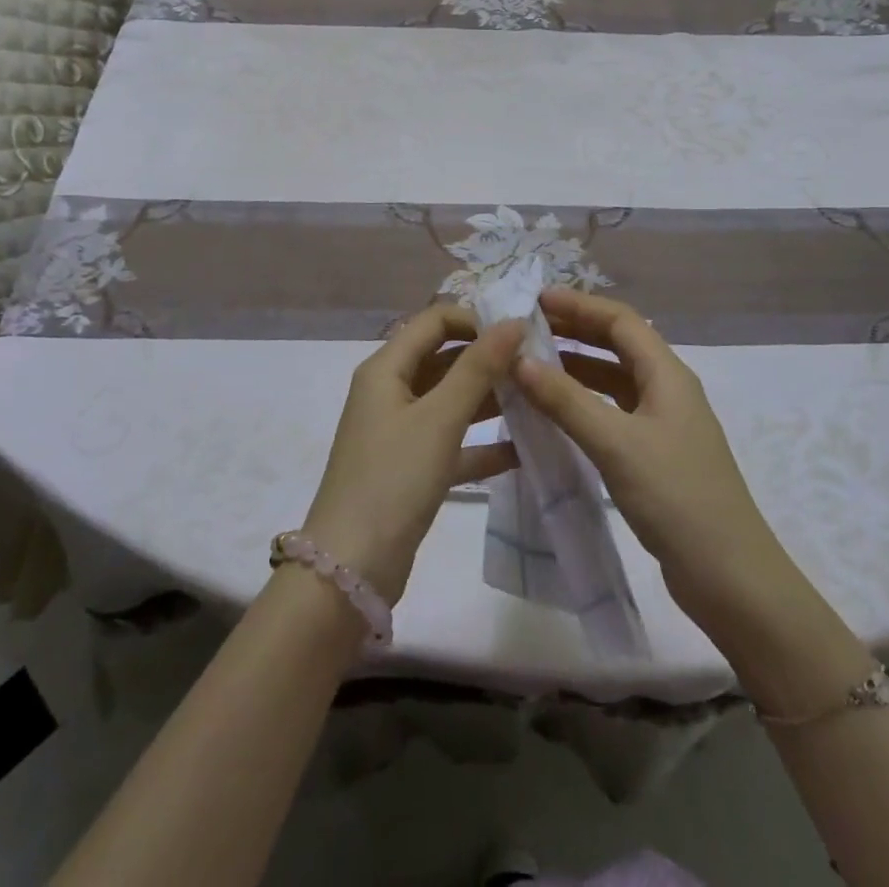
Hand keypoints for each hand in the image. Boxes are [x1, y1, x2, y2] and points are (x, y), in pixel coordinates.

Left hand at [302, 306, 524, 603]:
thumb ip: (477, 368)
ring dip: (489, 398)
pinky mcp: (411, 468)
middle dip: (487, 358)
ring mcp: (400, 431)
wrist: (351, 569)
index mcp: (386, 368)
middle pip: (443, 358)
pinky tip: (523, 449)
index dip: (475, 319)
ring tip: (538, 399)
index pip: (434, 321)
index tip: (519, 332)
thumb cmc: (393, 479)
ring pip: (450, 400)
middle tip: (537, 364)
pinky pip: (452, 442)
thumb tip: (512, 321)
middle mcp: (390, 391)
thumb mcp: (439, 418)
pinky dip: (482, 442)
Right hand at [515, 289, 795, 640]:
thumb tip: (520, 360)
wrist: (731, 579)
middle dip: (574, 332)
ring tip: (531, 367)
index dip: (579, 305)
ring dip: (576, 369)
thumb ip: (567, 401)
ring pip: (614, 381)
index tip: (534, 301)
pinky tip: (554, 416)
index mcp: (668, 375)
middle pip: (618, 345)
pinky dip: (583, 405)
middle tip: (526, 330)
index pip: (621, 321)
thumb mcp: (616, 444)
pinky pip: (613, 413)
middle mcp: (668, 391)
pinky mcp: (656, 456)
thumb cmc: (677, 498)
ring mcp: (663, 425)